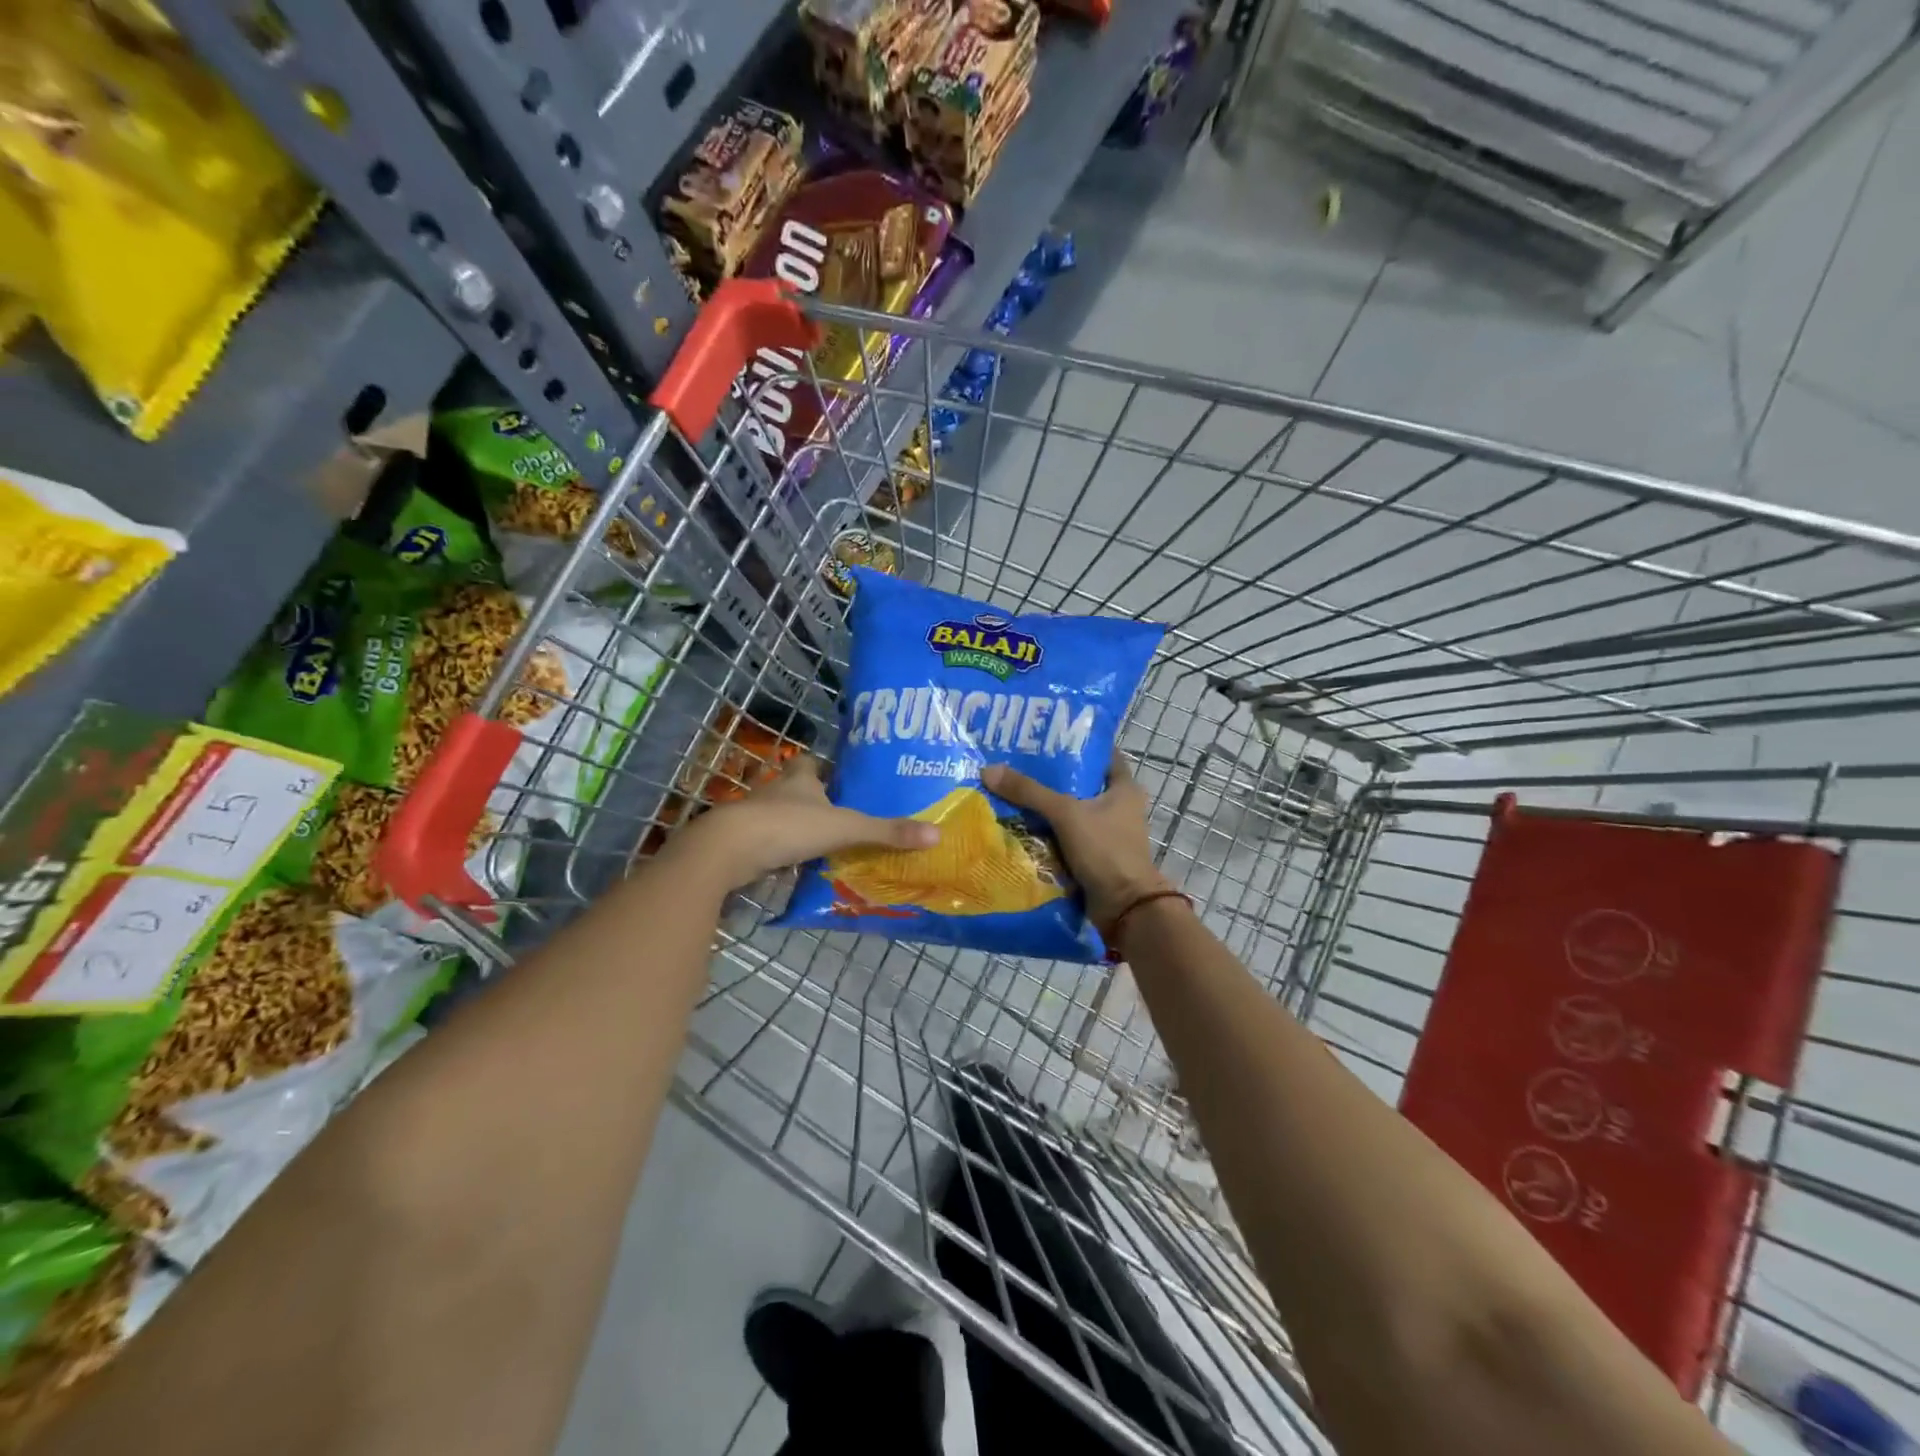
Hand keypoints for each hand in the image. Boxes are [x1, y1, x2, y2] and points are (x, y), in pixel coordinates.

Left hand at [666, 755, 938, 890]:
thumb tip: (936, 834)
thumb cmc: (788, 827)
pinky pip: (767, 845)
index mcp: (799, 780)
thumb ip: (886, 832)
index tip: (840, 777)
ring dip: (797, 828)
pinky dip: (781, 854)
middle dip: (813, 799)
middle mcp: (776, 793)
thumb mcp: (844, 828)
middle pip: (795, 789)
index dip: (824, 767)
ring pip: (780, 817)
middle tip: (841, 814)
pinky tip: (797, 868)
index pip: (811, 763)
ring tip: (826, 844)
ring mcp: (755, 818)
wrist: (728, 851)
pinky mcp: (742, 845)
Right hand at [981, 752, 1173, 928]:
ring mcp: (1106, 834)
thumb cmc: (1105, 850)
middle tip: (1014, 764)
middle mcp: (1118, 807)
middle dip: (1049, 777)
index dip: (1076, 744)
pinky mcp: (1093, 856)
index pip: (1101, 754)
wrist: (1124, 908)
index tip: (1044, 737)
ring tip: (1008, 791)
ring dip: (1044, 807)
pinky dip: (1045, 833)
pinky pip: (1064, 837)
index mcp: (1124, 788)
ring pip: (1069, 812)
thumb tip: (989, 770)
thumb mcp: (1066, 814)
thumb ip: (1029, 792)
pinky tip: (1017, 825)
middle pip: (1079, 784)